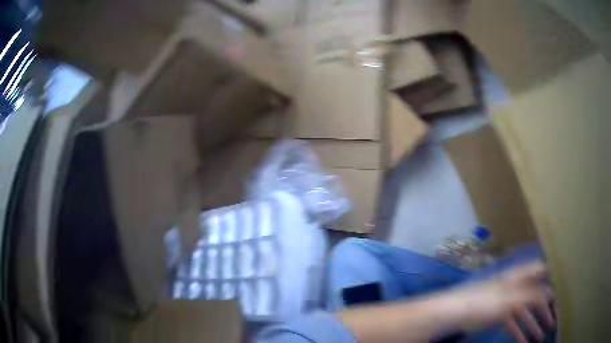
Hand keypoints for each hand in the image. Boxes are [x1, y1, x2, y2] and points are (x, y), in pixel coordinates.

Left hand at [445, 261, 554, 341]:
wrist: (456, 313)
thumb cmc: (486, 301)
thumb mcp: (512, 298)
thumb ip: (533, 295)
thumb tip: (551, 293)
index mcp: (520, 276)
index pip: (542, 271)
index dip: (553, 278)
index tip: (564, 287)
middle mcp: (517, 287)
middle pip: (537, 296)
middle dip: (546, 309)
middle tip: (554, 320)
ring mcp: (508, 302)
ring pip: (526, 313)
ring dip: (534, 324)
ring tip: (542, 335)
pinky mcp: (499, 316)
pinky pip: (514, 324)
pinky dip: (520, 333)